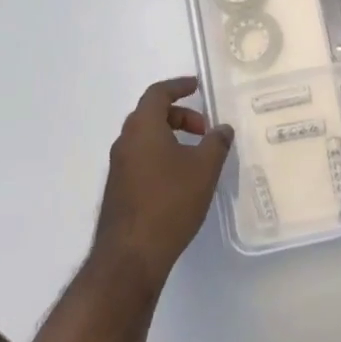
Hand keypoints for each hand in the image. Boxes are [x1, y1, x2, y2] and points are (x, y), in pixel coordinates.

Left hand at [93, 77, 234, 290]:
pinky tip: (180, 179)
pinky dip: (161, 155)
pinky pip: (141, 159)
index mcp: (143, 128)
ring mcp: (118, 167)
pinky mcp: (118, 190)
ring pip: (145, 138)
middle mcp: (125, 142)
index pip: (158, 93)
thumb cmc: (170, 202)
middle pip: (150, 114)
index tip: (196, 86)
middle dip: (179, 115)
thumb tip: (222, 129)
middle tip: (204, 129)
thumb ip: (216, 143)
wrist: (130, 255)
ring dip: (170, 137)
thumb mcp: (204, 168)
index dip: (178, 86)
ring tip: (196, 155)